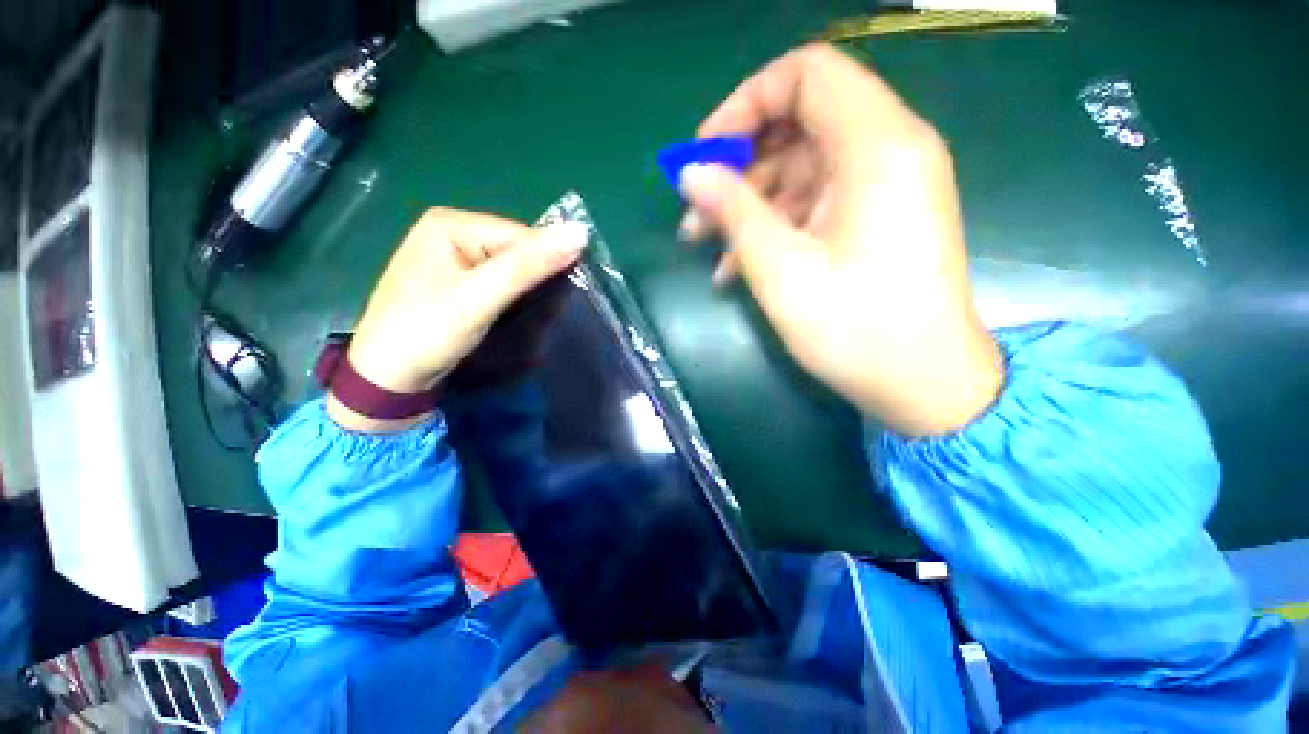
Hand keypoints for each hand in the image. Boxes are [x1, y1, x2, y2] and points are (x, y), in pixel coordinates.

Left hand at [328, 208, 586, 432]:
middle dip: (537, 276)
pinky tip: (518, 310)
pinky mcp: (458, 281)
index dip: (548, 260)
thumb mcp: (480, 297)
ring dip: (528, 288)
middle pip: (516, 248)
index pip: (521, 234)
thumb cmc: (427, 331)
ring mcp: (454, 258)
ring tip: (535, 312)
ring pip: (512, 266)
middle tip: (548, 308)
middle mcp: (452, 232)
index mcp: (451, 223)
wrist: (388, 378)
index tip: (565, 294)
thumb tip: (581, 232)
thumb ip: (529, 265)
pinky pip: (500, 280)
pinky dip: (515, 295)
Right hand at [679, 44, 1001, 436]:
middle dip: (739, 164)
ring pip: (801, 169)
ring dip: (748, 202)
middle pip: (799, 123)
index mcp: (877, 145)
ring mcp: (884, 187)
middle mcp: (889, 150)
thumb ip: (733, 209)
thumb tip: (690, 173)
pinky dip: (774, 224)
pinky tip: (736, 266)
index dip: (745, 104)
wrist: (923, 384)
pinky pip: (815, 202)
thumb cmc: (854, 328)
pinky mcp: (876, 219)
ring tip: (704, 246)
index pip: (806, 74)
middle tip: (696, 211)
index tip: (705, 154)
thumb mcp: (781, 268)